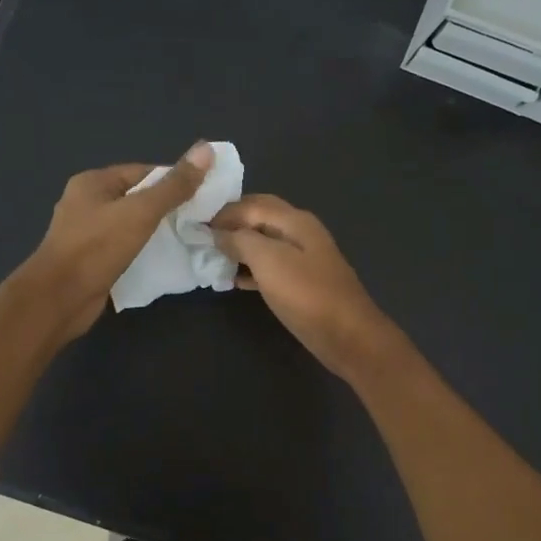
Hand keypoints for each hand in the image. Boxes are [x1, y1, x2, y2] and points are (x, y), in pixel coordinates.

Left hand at [19, 143, 212, 341]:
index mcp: (93, 183)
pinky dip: (143, 251)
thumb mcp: (141, 212)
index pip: (144, 172)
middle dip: (168, 207)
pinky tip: (165, 259)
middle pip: (137, 198)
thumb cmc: (97, 248)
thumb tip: (206, 150)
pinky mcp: (91, 260)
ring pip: (131, 225)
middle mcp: (87, 203)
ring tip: (188, 238)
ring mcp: (87, 233)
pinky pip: (124, 248)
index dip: (174, 181)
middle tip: (201, 219)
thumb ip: (174, 186)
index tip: (204, 195)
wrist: (59, 299)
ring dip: (157, 232)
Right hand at [212, 194, 400, 379]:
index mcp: (295, 220)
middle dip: (231, 224)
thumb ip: (241, 240)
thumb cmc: (306, 294)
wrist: (347, 335)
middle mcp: (300, 232)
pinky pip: (270, 267)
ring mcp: (303, 258)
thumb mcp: (268, 261)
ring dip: (238, 247)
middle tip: (201, 235)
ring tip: (209, 256)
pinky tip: (231, 280)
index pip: (251, 204)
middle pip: (259, 219)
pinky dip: (250, 269)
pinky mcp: (301, 283)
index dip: (222, 212)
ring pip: (263, 243)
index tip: (193, 223)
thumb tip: (218, 232)